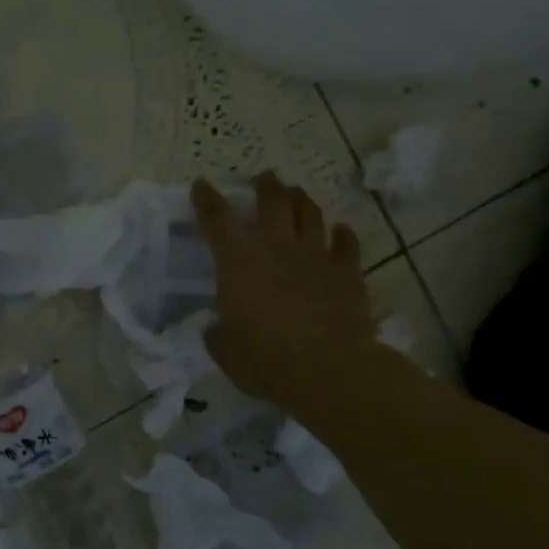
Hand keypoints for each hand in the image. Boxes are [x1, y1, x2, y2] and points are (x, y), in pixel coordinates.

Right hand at [193, 171, 385, 422]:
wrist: (329, 370)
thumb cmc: (266, 360)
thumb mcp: (225, 351)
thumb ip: (219, 333)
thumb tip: (218, 328)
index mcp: (238, 262)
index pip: (217, 219)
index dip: (206, 199)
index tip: (201, 185)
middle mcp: (276, 247)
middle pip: (272, 201)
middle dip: (266, 185)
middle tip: (264, 178)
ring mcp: (315, 256)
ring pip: (310, 213)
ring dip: (301, 200)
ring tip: (296, 194)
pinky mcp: (347, 272)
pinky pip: (346, 244)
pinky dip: (342, 235)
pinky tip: (340, 231)